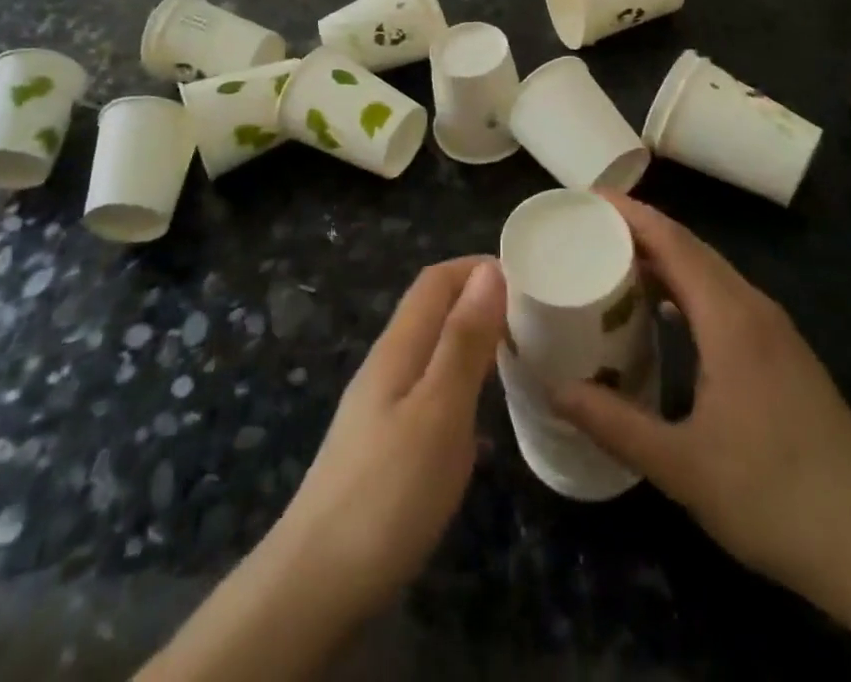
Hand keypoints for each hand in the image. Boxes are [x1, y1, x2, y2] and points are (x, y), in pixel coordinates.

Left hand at [267, 256, 504, 623]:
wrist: (317, 583)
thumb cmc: (388, 490)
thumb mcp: (438, 411)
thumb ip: (463, 341)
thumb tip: (489, 270)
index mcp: (399, 347)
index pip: (435, 281)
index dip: (476, 267)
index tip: (527, 276)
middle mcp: (387, 365)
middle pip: (432, 311)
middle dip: (479, 300)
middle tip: (533, 318)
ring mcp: (381, 406)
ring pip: (432, 352)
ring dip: (472, 342)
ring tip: (517, 357)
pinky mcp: (384, 444)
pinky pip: (429, 392)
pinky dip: (462, 386)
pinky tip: (483, 421)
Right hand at [551, 194, 850, 656]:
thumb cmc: (775, 496)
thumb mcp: (682, 466)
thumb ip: (613, 423)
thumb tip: (554, 389)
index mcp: (730, 318)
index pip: (674, 242)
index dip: (632, 214)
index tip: (589, 196)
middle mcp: (753, 309)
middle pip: (692, 249)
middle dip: (642, 230)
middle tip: (589, 228)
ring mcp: (775, 331)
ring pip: (711, 274)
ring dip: (665, 260)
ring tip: (616, 265)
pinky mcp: (784, 355)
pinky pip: (725, 298)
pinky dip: (687, 289)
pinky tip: (664, 316)